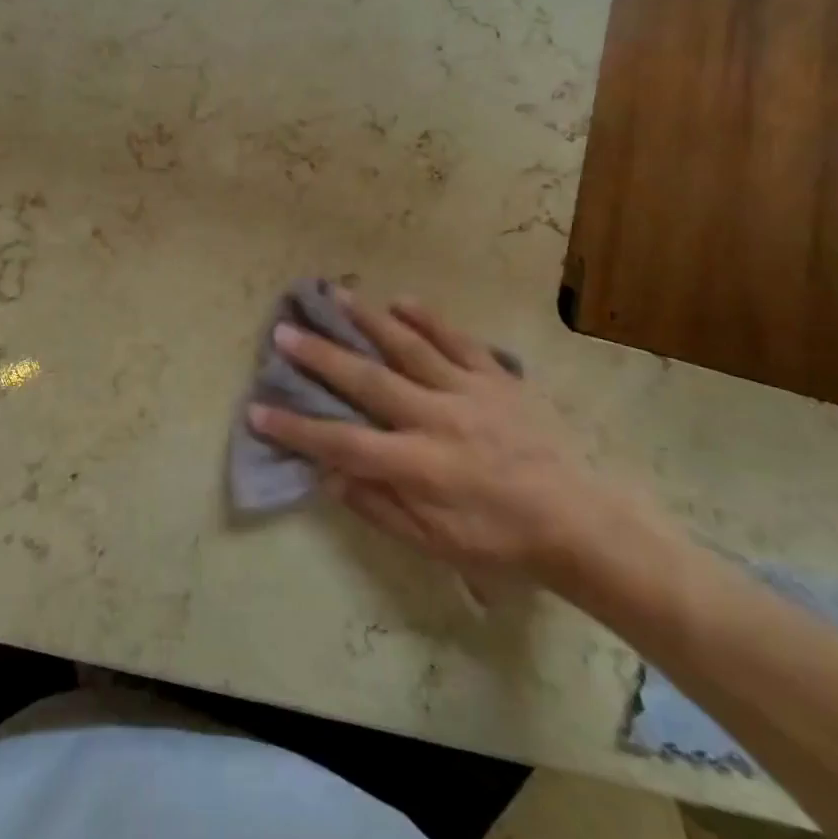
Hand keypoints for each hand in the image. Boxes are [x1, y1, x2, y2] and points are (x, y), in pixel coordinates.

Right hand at [248, 293, 642, 592]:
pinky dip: (429, 319)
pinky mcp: (496, 378)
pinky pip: (458, 341)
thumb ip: (379, 507)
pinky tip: (402, 300)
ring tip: (333, 295)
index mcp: (418, 465)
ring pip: (408, 347)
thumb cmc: (500, 540)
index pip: (342, 443)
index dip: (296, 428)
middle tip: (284, 332)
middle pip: (367, 381)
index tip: (258, 410)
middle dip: (320, 356)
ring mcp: (468, 391)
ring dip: (367, 320)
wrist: (580, 521)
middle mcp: (436, 418)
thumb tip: (329, 476)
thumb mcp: (434, 543)